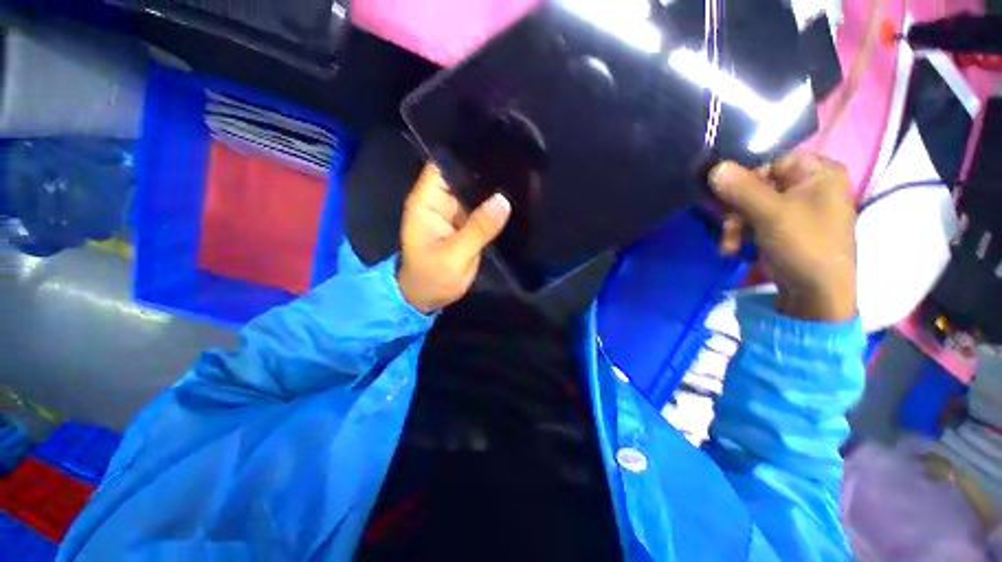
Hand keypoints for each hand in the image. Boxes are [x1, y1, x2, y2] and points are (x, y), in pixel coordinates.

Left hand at [398, 164, 511, 312]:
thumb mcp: (454, 255)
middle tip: (517, 156)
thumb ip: (478, 229)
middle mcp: (441, 201)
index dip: (465, 150)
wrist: (429, 297)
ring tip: (522, 172)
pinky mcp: (467, 224)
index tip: (495, 141)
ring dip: (493, 186)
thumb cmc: (432, 277)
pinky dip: (496, 205)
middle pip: (463, 174)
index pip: (444, 163)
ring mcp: (456, 212)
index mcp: (428, 201)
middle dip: (486, 167)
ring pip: (476, 191)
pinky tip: (516, 197)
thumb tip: (503, 200)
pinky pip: (483, 209)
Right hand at [710, 153, 857, 321]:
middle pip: (756, 185)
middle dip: (735, 210)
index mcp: (818, 172)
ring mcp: (794, 208)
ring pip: (749, 205)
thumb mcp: (772, 215)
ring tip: (731, 246)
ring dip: (734, 226)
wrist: (816, 294)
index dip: (744, 176)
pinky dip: (740, 234)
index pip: (771, 160)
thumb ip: (743, 188)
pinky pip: (752, 221)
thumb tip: (715, 167)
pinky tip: (735, 250)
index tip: (723, 194)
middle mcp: (808, 185)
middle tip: (728, 227)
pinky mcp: (781, 227)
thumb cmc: (804, 246)